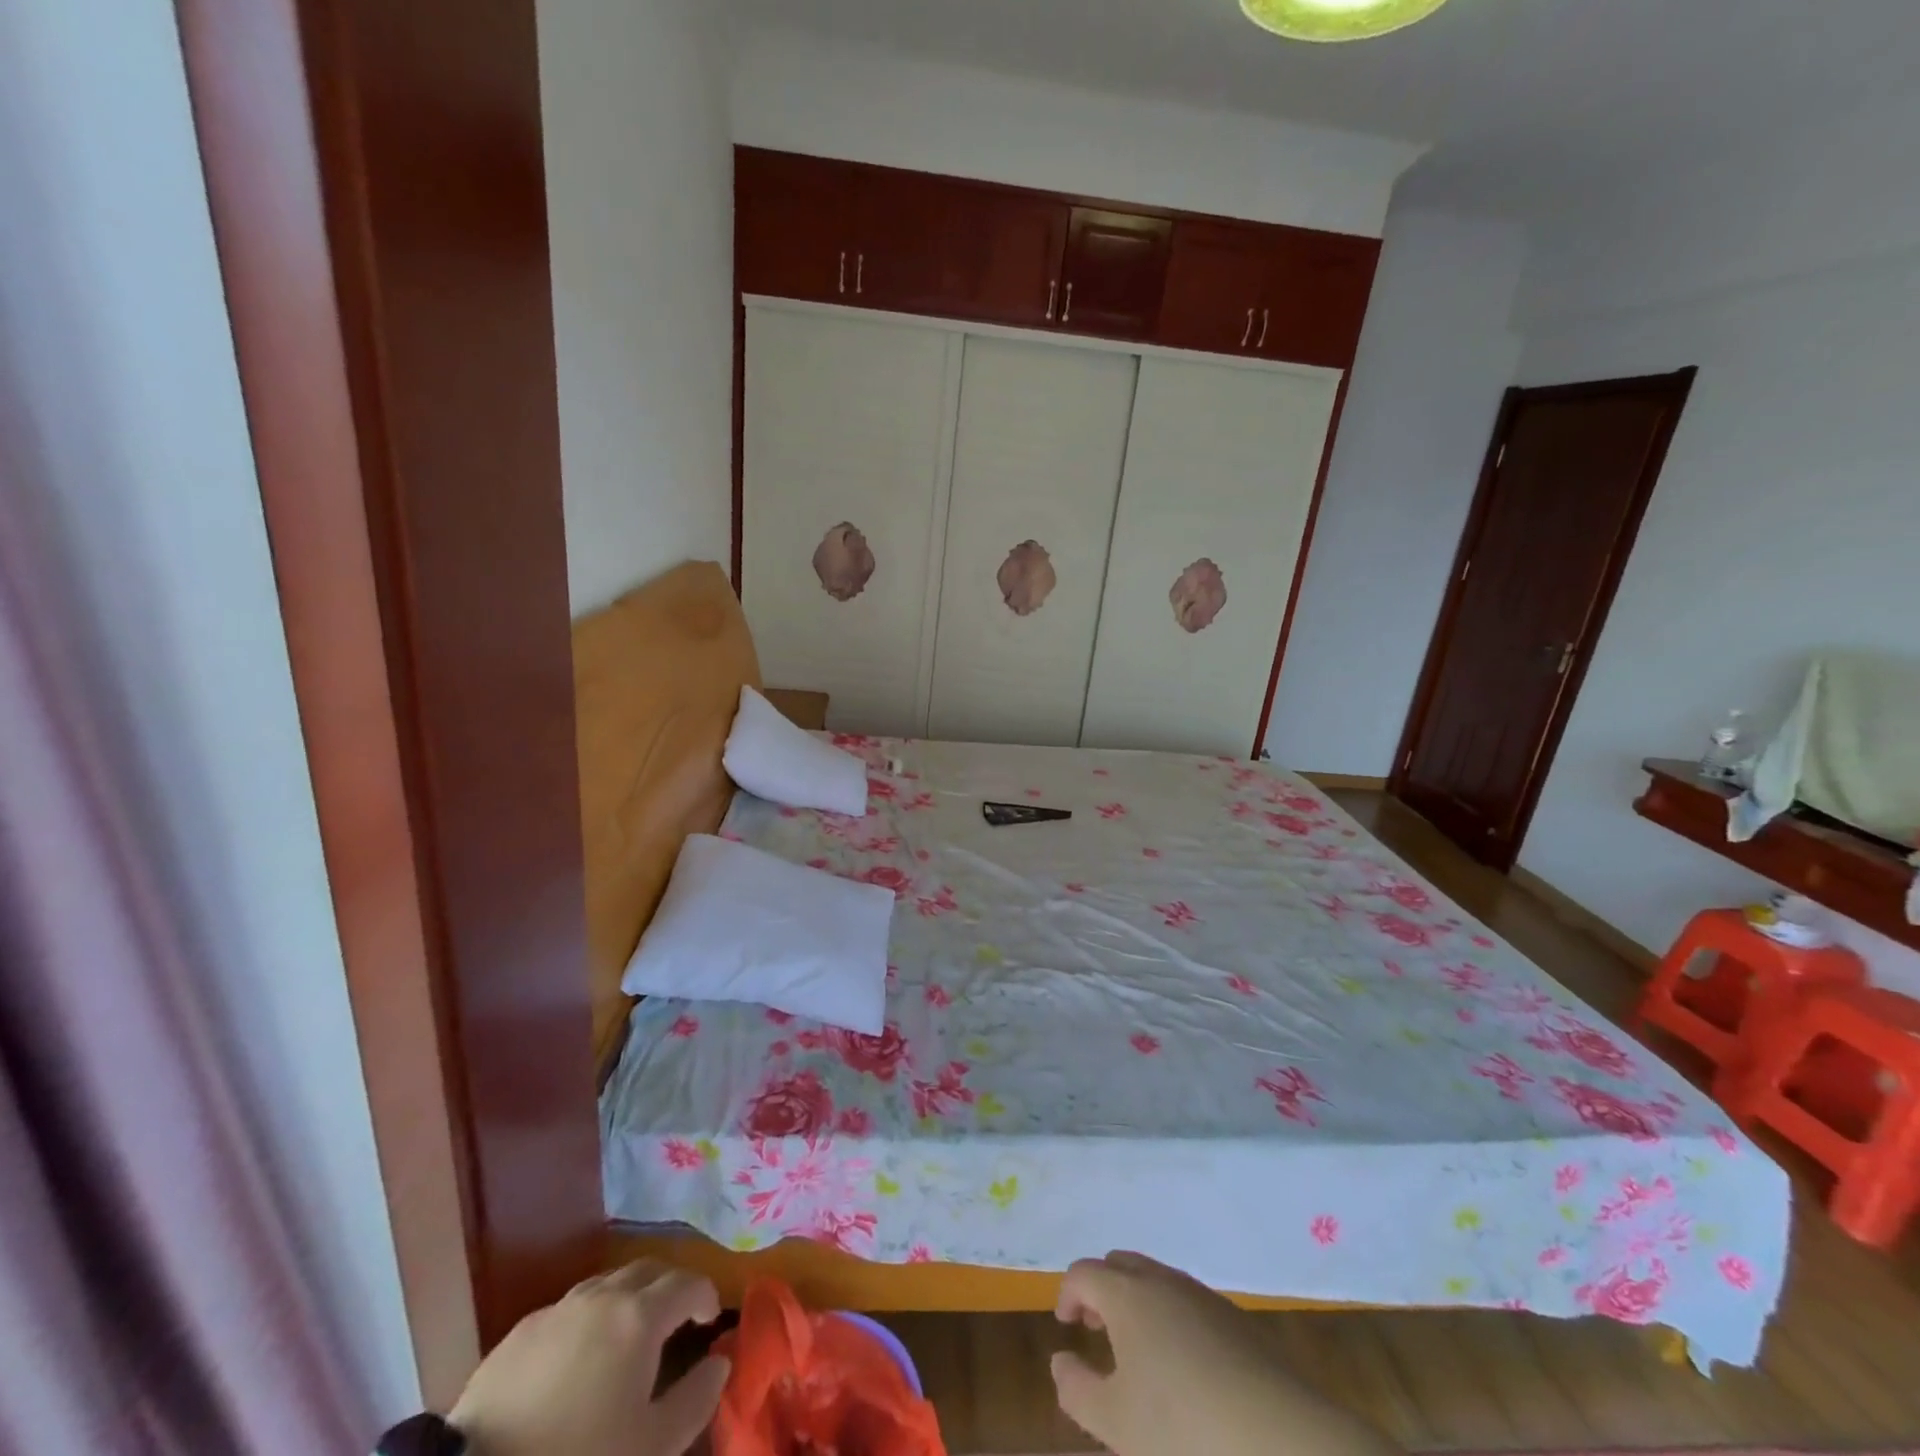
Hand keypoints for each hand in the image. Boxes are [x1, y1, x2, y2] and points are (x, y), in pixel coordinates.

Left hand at [449, 1259, 729, 1455]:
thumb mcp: (652, 1446)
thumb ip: (696, 1398)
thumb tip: (720, 1362)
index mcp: (641, 1316)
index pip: (689, 1283)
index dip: (706, 1296)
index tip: (710, 1321)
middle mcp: (604, 1296)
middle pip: (648, 1270)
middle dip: (669, 1287)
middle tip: (675, 1320)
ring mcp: (558, 1310)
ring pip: (606, 1284)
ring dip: (628, 1298)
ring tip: (626, 1336)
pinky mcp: (519, 1333)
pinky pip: (568, 1310)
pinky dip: (587, 1320)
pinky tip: (577, 1358)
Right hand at [1050, 1251, 1399, 1455]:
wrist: (1283, 1442)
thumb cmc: (1184, 1431)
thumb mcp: (1116, 1424)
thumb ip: (1077, 1390)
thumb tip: (1060, 1360)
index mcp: (1128, 1294)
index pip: (1084, 1272)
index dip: (1068, 1293)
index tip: (1066, 1325)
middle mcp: (1163, 1281)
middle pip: (1121, 1264)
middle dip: (1102, 1288)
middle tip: (1097, 1327)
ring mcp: (1204, 1297)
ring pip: (1158, 1280)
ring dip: (1138, 1301)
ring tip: (1138, 1352)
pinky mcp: (1237, 1321)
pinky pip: (1189, 1302)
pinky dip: (1171, 1318)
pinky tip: (1183, 1368)